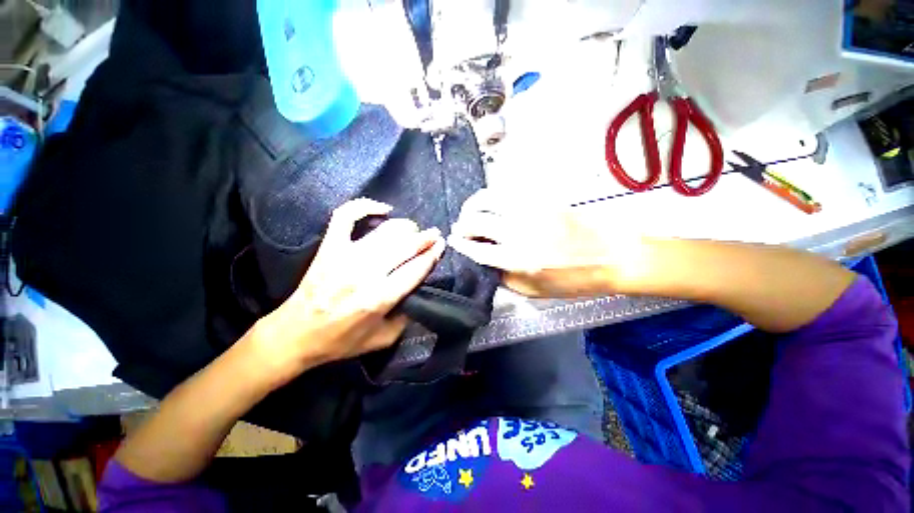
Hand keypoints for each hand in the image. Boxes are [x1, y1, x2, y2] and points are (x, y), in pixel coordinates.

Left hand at [244, 198, 444, 384]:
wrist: (295, 334)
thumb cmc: (341, 340)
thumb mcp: (382, 340)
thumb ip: (406, 319)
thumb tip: (419, 293)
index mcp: (379, 298)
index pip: (415, 269)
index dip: (432, 255)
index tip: (441, 246)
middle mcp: (365, 274)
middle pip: (404, 247)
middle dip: (425, 238)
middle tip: (434, 234)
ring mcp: (345, 257)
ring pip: (384, 232)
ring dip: (405, 226)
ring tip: (414, 228)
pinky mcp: (329, 247)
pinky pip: (346, 217)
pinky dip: (365, 207)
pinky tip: (382, 209)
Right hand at [448, 189, 645, 297]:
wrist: (612, 256)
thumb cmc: (574, 280)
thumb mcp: (535, 291)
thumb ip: (505, 278)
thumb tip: (484, 262)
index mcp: (518, 259)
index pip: (477, 248)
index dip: (460, 244)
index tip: (452, 241)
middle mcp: (519, 232)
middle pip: (477, 221)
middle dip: (462, 224)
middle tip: (460, 229)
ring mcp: (530, 211)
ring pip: (488, 199)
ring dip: (472, 205)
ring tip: (471, 212)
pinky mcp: (540, 199)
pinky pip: (506, 192)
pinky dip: (492, 197)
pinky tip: (491, 205)